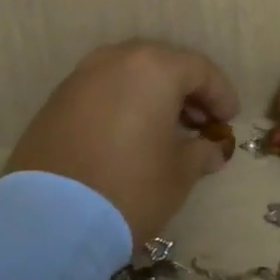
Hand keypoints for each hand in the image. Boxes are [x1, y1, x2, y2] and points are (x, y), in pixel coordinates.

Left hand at [5, 40, 239, 245]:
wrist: (49, 219)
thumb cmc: (130, 187)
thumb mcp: (180, 173)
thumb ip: (201, 152)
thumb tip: (211, 149)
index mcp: (153, 68)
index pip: (200, 69)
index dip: (221, 93)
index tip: (230, 119)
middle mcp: (115, 60)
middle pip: (162, 64)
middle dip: (186, 90)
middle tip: (201, 122)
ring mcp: (80, 78)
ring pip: (129, 75)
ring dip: (152, 96)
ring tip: (166, 130)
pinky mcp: (56, 101)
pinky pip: (102, 92)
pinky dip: (122, 104)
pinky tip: (130, 135)